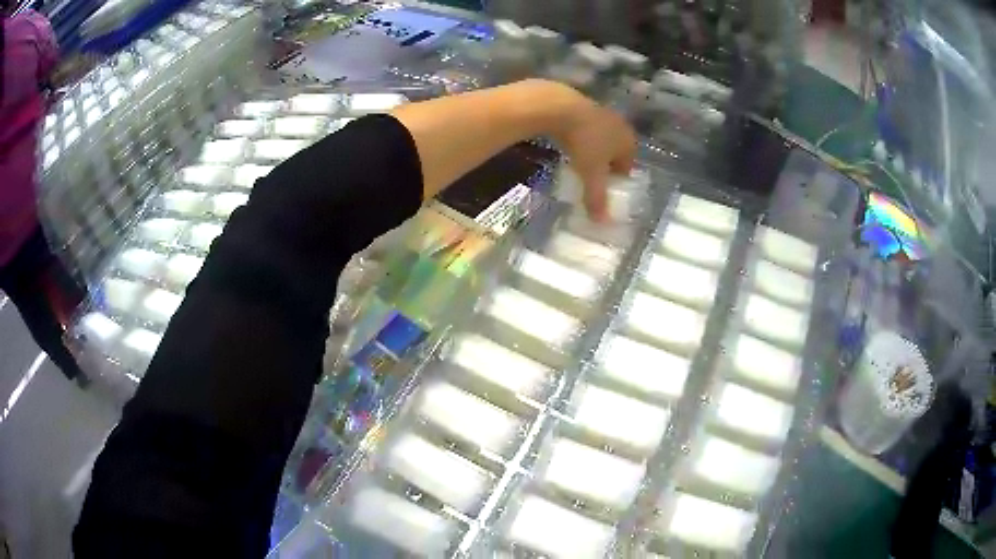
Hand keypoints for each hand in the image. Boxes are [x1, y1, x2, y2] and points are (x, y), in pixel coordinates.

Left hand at [547, 87, 636, 222]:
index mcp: (629, 141)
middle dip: (606, 164)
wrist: (559, 106)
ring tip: (578, 162)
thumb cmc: (584, 142)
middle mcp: (619, 125)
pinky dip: (579, 137)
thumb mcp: (591, 174)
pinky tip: (567, 144)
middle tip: (592, 177)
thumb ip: (597, 198)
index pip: (629, 164)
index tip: (606, 188)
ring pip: (600, 137)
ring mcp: (601, 113)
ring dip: (593, 149)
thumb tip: (602, 223)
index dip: (618, 178)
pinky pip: (585, 128)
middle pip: (616, 150)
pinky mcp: (581, 106)